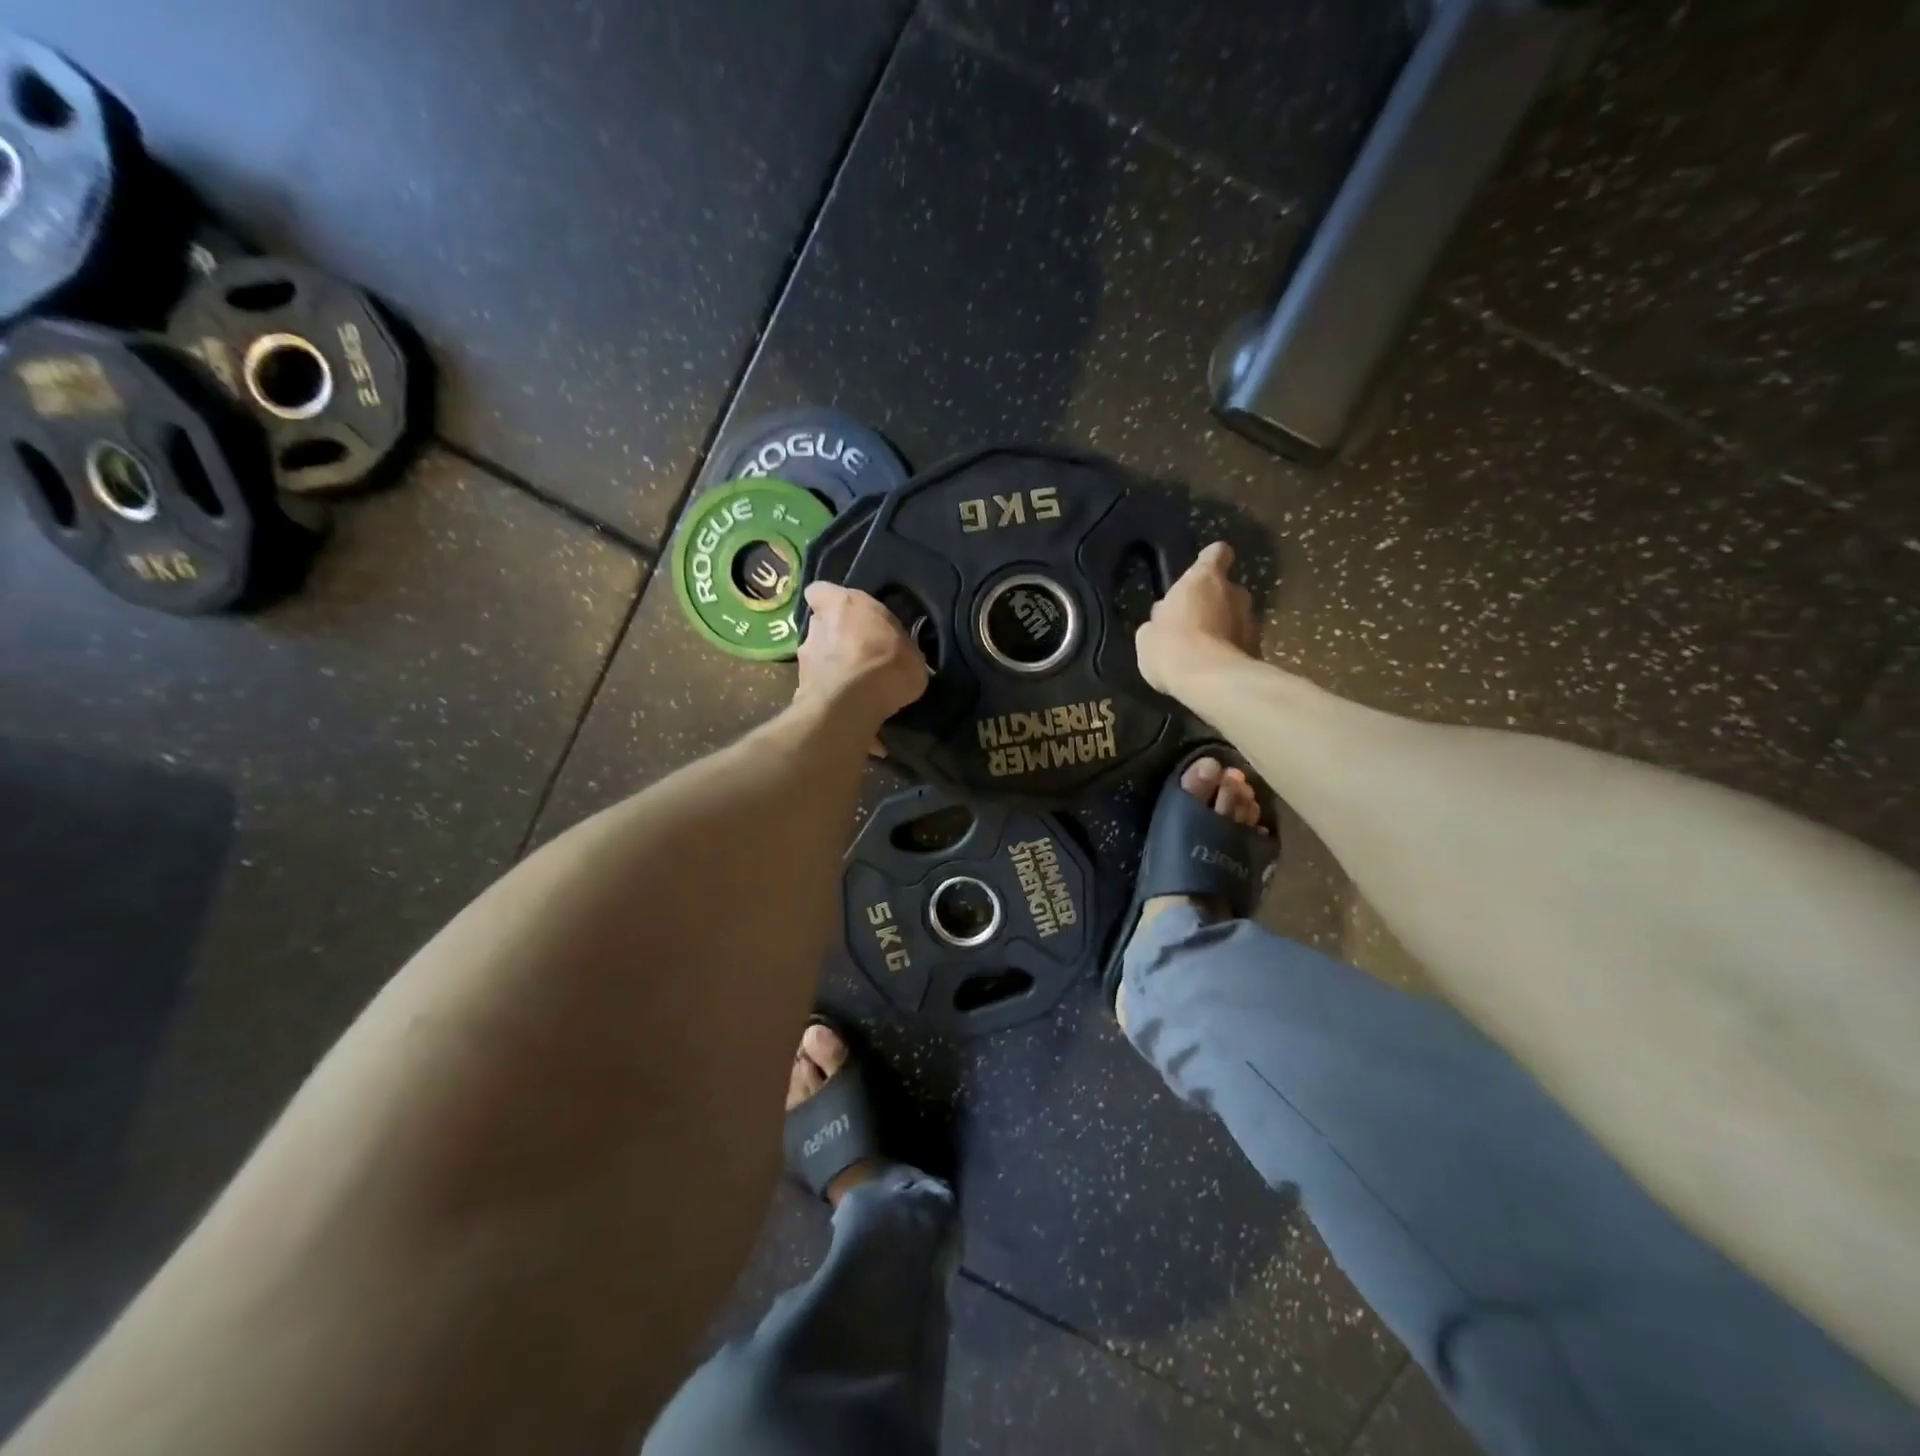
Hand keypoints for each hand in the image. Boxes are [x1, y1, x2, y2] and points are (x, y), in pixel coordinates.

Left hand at [796, 583, 928, 727]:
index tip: (847, 615)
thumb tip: (901, 654)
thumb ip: (899, 647)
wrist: (853, 703)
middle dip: (836, 640)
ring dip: (833, 669)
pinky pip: (820, 689)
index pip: (821, 591)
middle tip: (860, 657)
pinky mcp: (801, 688)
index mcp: (843, 604)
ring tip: (856, 688)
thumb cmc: (886, 663)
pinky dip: (833, 696)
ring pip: (819, 659)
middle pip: (822, 626)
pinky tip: (851, 711)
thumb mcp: (912, 653)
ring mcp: (805, 658)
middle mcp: (817, 625)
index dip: (831, 603)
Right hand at [1135, 542, 1257, 695]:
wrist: (1209, 681)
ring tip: (1204, 650)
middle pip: (1227, 589)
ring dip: (1224, 628)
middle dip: (1214, 603)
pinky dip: (1231, 651)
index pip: (1216, 554)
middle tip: (1193, 624)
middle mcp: (1235, 593)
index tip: (1202, 570)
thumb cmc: (1171, 647)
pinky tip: (1214, 668)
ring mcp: (1252, 621)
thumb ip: (1159, 620)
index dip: (1210, 560)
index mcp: (1204, 579)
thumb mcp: (1148, 635)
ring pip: (1237, 618)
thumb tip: (1164, 618)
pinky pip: (1242, 644)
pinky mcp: (1259, 649)